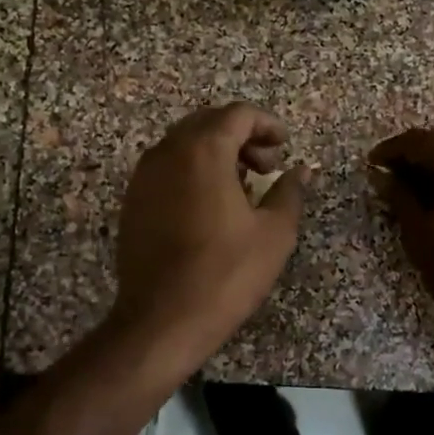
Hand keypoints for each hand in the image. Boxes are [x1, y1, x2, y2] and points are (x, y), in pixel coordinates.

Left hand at [108, 102, 311, 371]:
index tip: (285, 146)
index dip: (267, 124)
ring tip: (242, 186)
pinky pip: (167, 167)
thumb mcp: (274, 233)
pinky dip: (192, 170)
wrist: (162, 320)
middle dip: (241, 136)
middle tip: (266, 166)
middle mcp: (168, 152)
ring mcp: (144, 176)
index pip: (238, 114)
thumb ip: (289, 191)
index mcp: (203, 150)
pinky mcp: (133, 200)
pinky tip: (210, 205)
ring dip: (216, 152)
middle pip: (208, 123)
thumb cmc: (226, 273)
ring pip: (184, 144)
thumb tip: (301, 170)